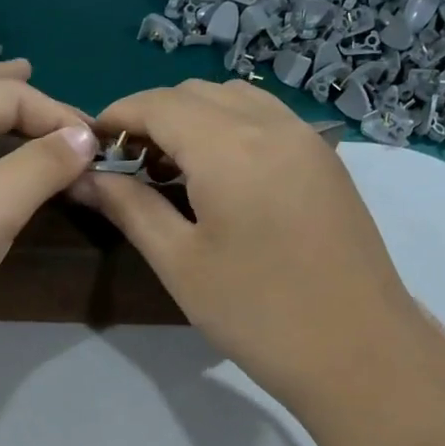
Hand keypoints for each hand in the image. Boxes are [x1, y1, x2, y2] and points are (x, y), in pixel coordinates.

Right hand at [72, 79, 428, 421]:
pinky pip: (266, 118)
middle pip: (195, 93)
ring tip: (171, 167)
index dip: (117, 115)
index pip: (158, 104)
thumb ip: (130, 207)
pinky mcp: (325, 160)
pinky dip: (230, 126)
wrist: (360, 352)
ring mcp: (306, 139)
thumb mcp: (180, 262)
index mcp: (229, 147)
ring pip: (234, 98)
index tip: (91, 144)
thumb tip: (85, 177)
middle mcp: (271, 126)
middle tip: (127, 164)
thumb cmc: (257, 313)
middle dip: (152, 116)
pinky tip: (219, 173)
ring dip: (192, 117)